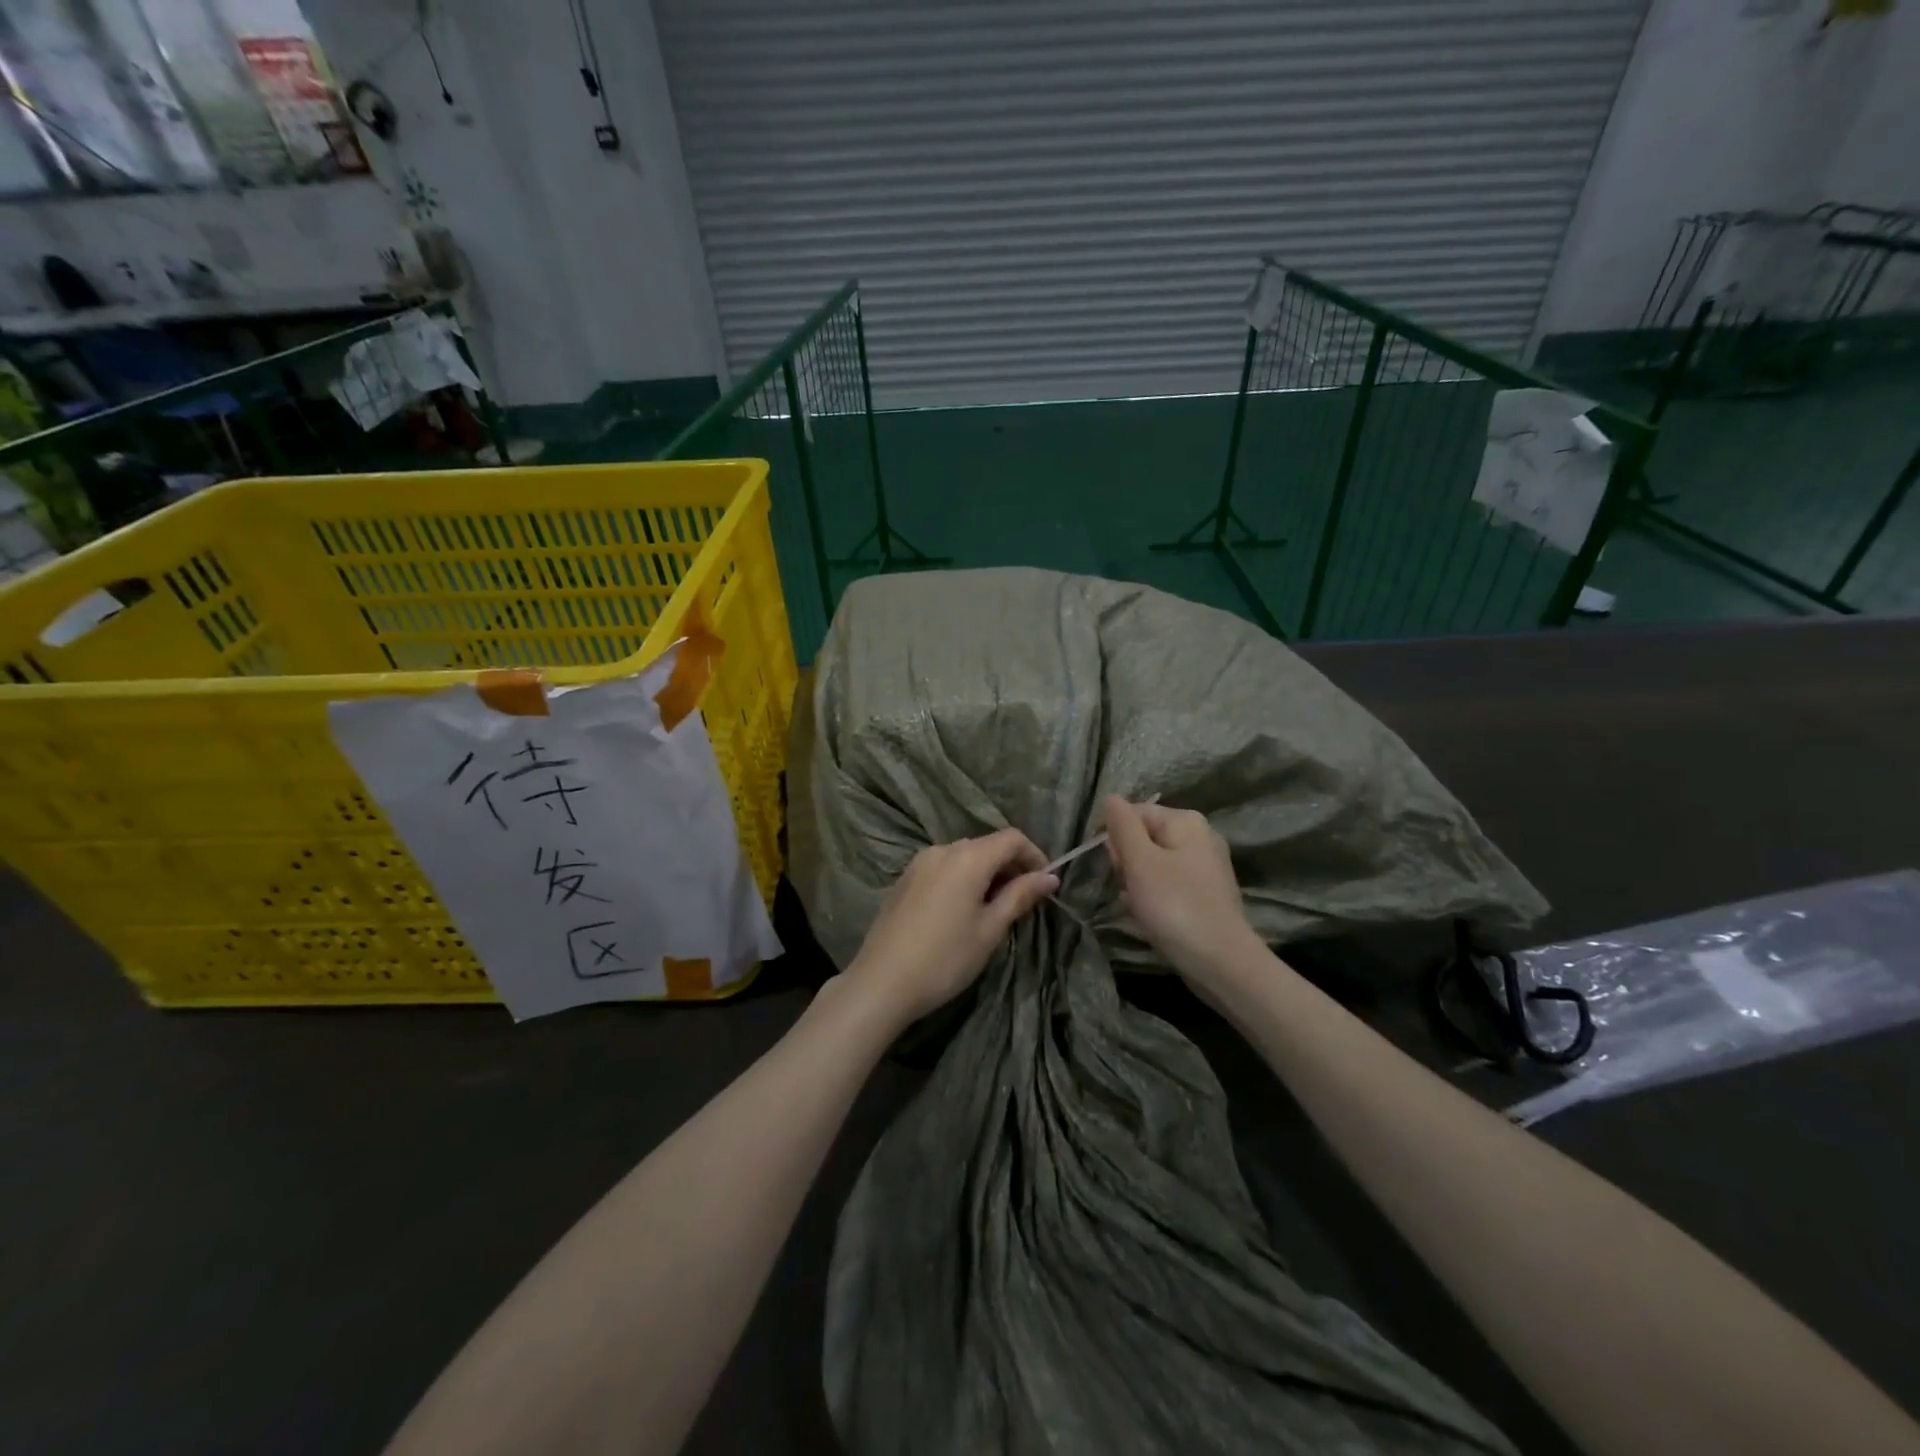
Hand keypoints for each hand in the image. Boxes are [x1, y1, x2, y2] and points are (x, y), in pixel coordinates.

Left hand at [845, 829, 1057, 1025]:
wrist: (882, 982)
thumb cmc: (945, 958)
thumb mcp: (989, 930)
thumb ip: (1020, 897)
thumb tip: (1050, 877)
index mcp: (967, 858)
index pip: (1011, 839)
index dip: (1034, 855)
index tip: (1045, 884)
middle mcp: (942, 850)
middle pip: (987, 845)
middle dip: (1010, 866)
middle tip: (1024, 900)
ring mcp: (919, 863)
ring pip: (963, 856)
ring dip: (986, 873)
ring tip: (995, 907)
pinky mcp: (904, 879)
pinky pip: (943, 868)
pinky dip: (962, 878)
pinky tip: (962, 910)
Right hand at [1104, 795, 1261, 986]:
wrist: (1220, 963)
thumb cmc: (1175, 906)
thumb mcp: (1140, 861)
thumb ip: (1122, 826)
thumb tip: (1110, 797)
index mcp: (1186, 822)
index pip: (1135, 813)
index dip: (1115, 837)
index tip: (1112, 866)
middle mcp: (1200, 837)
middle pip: (1144, 837)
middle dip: (1127, 861)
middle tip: (1128, 886)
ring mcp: (1205, 868)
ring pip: (1153, 864)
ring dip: (1137, 882)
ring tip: (1138, 905)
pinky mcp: (1205, 895)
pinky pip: (1167, 886)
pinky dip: (1153, 898)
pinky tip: (1148, 916)